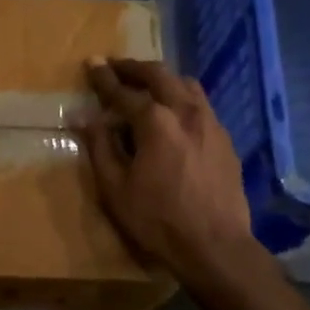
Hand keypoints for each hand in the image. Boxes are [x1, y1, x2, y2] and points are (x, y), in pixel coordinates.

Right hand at [79, 58, 253, 287]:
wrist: (215, 246)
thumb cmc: (157, 219)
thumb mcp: (114, 188)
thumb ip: (99, 147)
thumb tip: (84, 117)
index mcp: (155, 121)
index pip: (122, 91)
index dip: (103, 78)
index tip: (91, 63)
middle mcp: (186, 112)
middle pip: (159, 75)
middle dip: (134, 68)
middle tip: (116, 66)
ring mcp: (211, 124)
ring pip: (186, 85)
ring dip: (163, 79)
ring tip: (147, 85)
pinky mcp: (225, 140)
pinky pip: (202, 106)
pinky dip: (182, 99)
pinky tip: (175, 116)